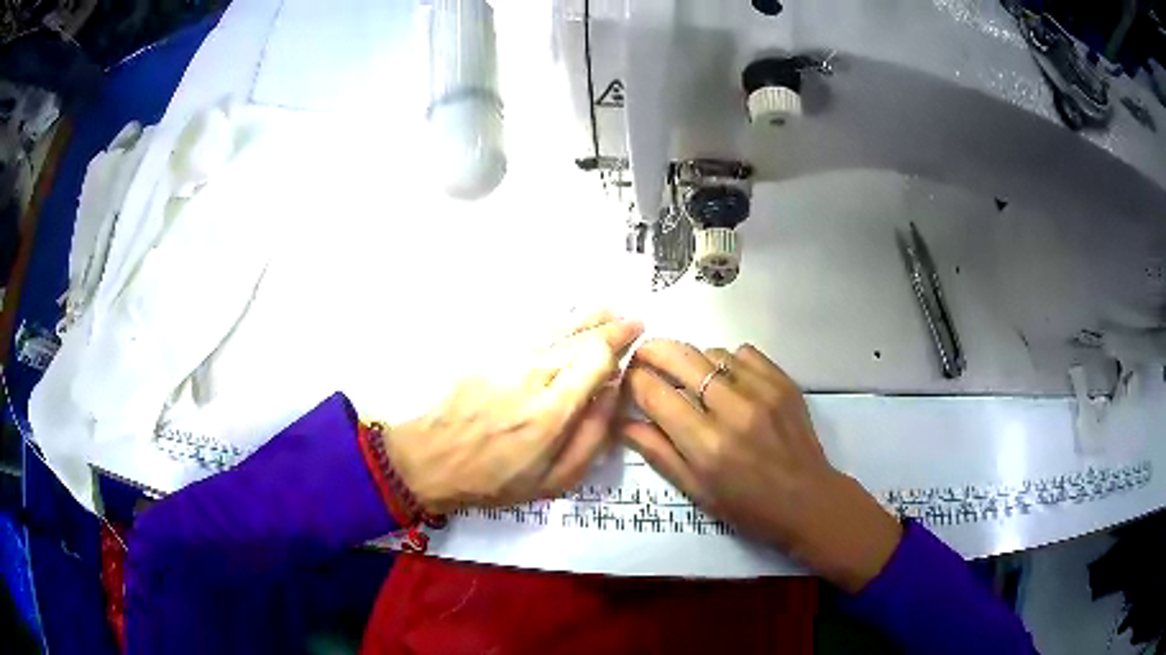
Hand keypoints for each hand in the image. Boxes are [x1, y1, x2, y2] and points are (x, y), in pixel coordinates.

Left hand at [383, 311, 642, 514]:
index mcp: (551, 412)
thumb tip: (612, 394)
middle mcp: (531, 376)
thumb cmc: (495, 480)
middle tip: (632, 321)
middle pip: (579, 338)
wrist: (432, 459)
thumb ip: (592, 437)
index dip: (620, 343)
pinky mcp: (487, 354)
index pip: (596, 358)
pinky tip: (566, 321)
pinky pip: (530, 333)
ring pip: (555, 328)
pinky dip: (555, 324)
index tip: (636, 336)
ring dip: (585, 317)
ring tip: (607, 309)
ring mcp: (506, 360)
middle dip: (610, 326)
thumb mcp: (554, 480)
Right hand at [622, 340, 901, 592]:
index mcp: (706, 446)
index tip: (626, 378)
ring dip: (693, 360)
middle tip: (643, 355)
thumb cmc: (748, 507)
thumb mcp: (697, 491)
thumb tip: (622, 422)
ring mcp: (762, 391)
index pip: (656, 395)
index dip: (633, 380)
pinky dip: (727, 361)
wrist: (809, 500)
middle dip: (654, 350)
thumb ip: (658, 453)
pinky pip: (743, 353)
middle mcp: (733, 411)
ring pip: (712, 353)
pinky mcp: (783, 382)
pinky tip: (727, 380)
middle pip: (682, 359)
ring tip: (691, 377)